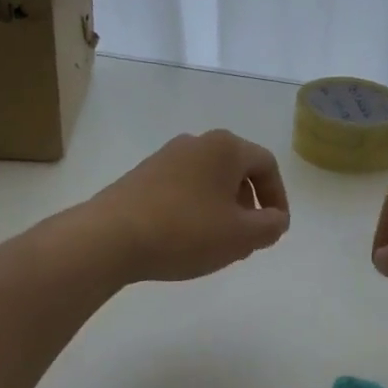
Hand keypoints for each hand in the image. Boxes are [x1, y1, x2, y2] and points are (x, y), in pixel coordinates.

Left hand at [84, 130, 290, 283]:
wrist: (109, 238)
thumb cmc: (185, 231)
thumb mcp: (241, 236)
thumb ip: (270, 226)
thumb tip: (275, 219)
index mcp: (225, 147)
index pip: (266, 165)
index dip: (278, 198)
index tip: (275, 229)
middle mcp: (196, 143)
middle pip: (236, 171)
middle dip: (249, 206)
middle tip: (249, 238)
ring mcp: (165, 157)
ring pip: (209, 181)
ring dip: (223, 210)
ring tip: (219, 244)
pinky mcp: (142, 176)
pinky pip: (183, 188)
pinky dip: (196, 210)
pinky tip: (187, 240)